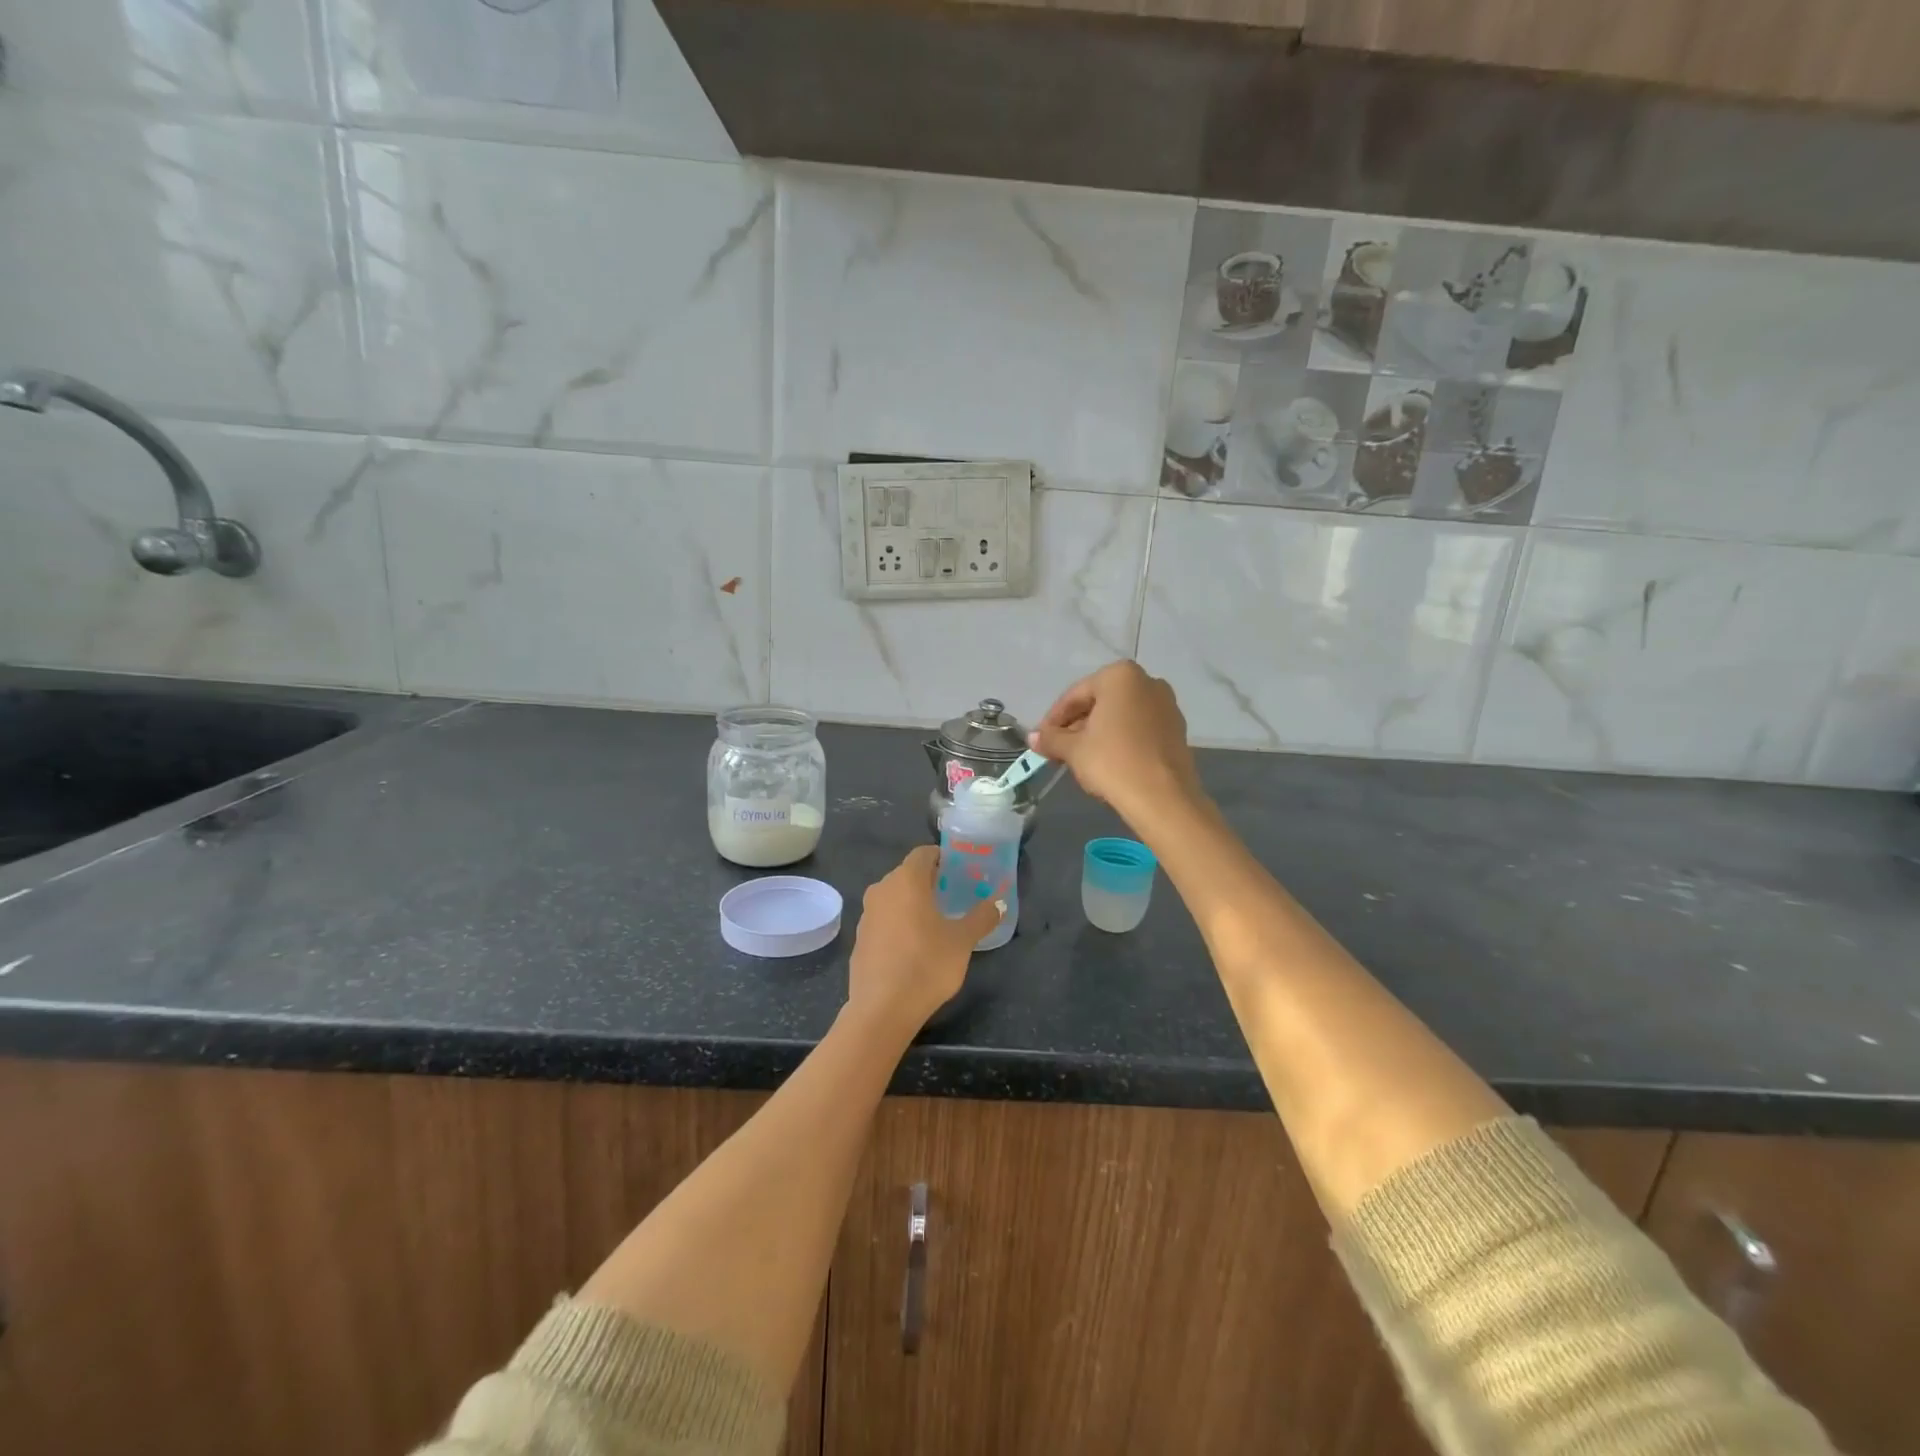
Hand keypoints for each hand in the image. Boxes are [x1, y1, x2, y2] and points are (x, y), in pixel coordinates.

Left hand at [847, 846, 1001, 1035]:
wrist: (882, 1009)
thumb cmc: (926, 964)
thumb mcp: (963, 941)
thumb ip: (981, 918)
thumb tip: (997, 904)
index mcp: (906, 880)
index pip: (924, 853)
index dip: (943, 858)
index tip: (960, 872)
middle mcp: (882, 889)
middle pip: (908, 874)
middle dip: (930, 882)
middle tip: (953, 897)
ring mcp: (866, 914)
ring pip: (894, 897)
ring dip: (913, 903)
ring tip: (936, 922)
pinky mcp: (859, 938)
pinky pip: (884, 920)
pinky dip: (899, 923)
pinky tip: (914, 946)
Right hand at [1029, 661, 1202, 815]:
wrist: (1162, 798)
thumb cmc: (1112, 762)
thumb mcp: (1074, 750)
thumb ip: (1051, 739)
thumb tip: (1033, 737)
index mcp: (1120, 676)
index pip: (1076, 695)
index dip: (1054, 719)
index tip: (1041, 739)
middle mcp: (1147, 682)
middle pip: (1100, 702)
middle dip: (1077, 724)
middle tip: (1058, 749)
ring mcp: (1167, 705)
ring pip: (1120, 715)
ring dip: (1098, 732)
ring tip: (1080, 757)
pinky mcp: (1177, 729)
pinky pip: (1139, 727)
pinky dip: (1120, 739)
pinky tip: (1107, 760)